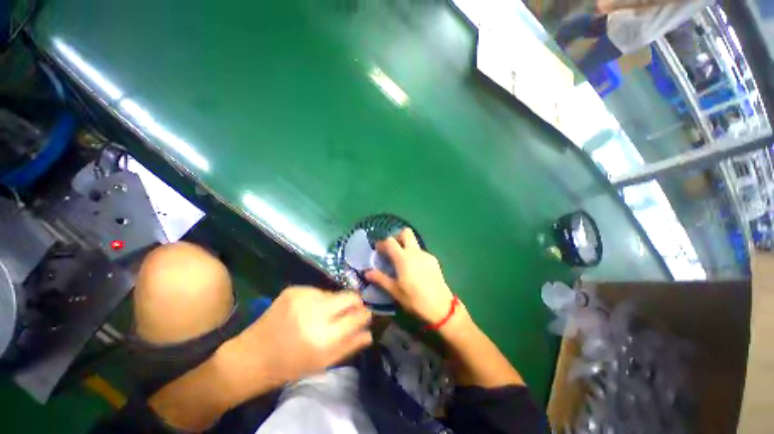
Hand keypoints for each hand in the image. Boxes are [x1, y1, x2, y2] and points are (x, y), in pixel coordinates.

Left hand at [220, 287, 371, 399]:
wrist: (251, 355)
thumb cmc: (289, 365)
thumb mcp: (322, 363)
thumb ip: (349, 346)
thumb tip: (370, 333)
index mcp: (324, 336)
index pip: (357, 316)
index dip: (365, 314)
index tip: (365, 315)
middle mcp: (316, 311)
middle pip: (350, 296)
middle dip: (354, 303)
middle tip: (349, 311)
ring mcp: (304, 297)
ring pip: (333, 293)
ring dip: (333, 303)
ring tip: (321, 315)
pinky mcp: (294, 289)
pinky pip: (317, 291)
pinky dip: (317, 300)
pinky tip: (306, 311)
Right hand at [365, 228, 455, 323]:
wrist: (441, 307)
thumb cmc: (415, 299)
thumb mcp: (395, 291)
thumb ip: (380, 279)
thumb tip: (367, 273)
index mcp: (403, 258)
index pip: (390, 241)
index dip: (382, 243)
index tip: (377, 249)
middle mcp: (415, 252)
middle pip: (406, 232)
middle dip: (397, 236)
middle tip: (391, 248)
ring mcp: (426, 254)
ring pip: (414, 242)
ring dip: (406, 245)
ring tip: (402, 261)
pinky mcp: (433, 260)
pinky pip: (421, 251)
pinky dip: (414, 254)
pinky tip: (414, 269)